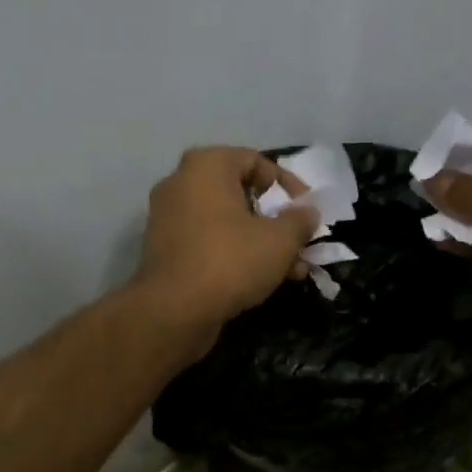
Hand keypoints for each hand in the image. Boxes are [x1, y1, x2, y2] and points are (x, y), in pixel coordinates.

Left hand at [133, 146, 316, 352]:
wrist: (174, 310)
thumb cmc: (231, 261)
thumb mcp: (280, 240)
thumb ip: (299, 221)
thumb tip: (307, 212)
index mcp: (206, 165)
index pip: (255, 161)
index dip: (287, 185)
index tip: (307, 211)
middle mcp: (181, 183)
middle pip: (240, 194)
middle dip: (276, 221)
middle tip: (300, 243)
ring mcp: (168, 217)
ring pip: (226, 222)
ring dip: (261, 242)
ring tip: (290, 270)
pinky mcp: (164, 250)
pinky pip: (208, 242)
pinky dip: (234, 254)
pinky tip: (261, 280)